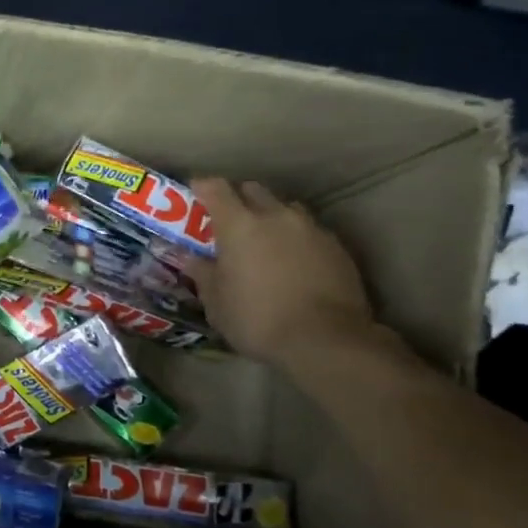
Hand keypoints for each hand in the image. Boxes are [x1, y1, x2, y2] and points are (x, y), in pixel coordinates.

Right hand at [182, 177, 376, 369]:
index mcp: (239, 225)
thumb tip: (189, 257)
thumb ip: (202, 272)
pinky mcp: (337, 246)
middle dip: (238, 199)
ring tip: (265, 241)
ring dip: (270, 217)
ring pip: (285, 208)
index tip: (194, 193)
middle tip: (228, 222)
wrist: (326, 340)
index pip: (216, 188)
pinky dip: (295, 238)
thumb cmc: (257, 319)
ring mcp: (310, 229)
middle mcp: (276, 216)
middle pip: (253, 190)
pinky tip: (293, 262)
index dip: (202, 187)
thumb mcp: (216, 301)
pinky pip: (309, 231)